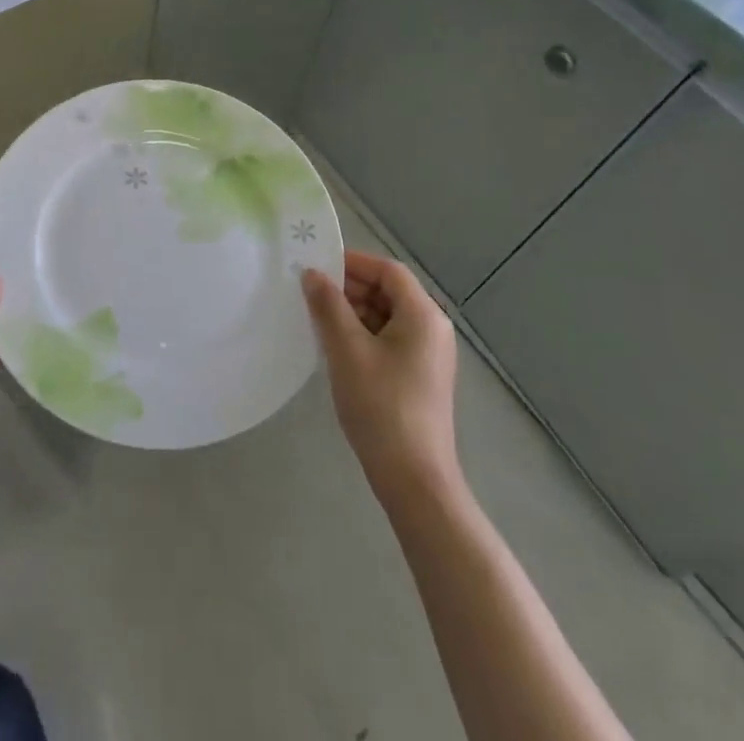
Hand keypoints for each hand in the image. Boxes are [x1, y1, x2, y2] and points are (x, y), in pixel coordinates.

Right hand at [303, 251, 460, 501]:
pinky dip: (363, 335)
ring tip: (318, 321)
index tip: (317, 267)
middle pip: (389, 291)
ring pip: (387, 316)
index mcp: (423, 315)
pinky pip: (389, 339)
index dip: (352, 263)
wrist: (415, 480)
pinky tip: (336, 349)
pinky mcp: (420, 376)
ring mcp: (428, 355)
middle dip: (350, 288)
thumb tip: (312, 273)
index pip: (388, 270)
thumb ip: (328, 306)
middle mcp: (432, 328)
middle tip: (311, 295)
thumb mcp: (347, 350)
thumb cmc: (381, 406)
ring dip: (353, 312)